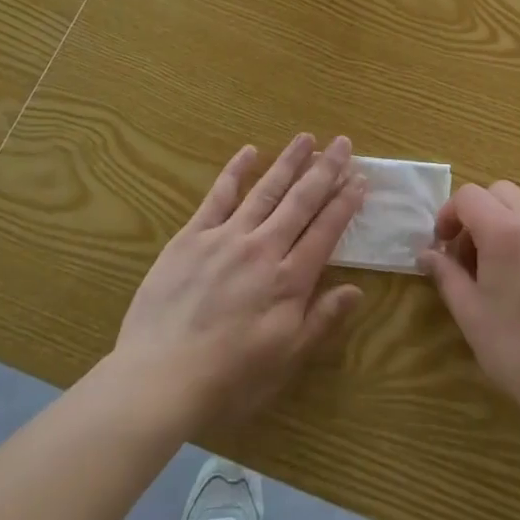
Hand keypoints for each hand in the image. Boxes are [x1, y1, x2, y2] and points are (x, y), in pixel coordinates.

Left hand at [113, 134, 366, 431]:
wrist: (159, 379)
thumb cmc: (229, 380)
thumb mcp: (286, 360)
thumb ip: (321, 320)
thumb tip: (356, 289)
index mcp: (290, 280)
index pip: (326, 230)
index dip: (345, 202)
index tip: (360, 178)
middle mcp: (263, 249)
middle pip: (301, 201)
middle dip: (325, 170)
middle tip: (342, 142)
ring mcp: (226, 237)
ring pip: (265, 190)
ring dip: (288, 162)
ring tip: (306, 138)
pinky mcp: (191, 237)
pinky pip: (218, 196)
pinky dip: (235, 171)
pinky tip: (249, 151)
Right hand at [419, 181, 519, 432]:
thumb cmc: (517, 350)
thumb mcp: (470, 313)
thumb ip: (446, 274)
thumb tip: (427, 255)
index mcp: (507, 232)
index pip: (469, 196)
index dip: (449, 214)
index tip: (443, 247)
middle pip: (501, 193)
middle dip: (479, 214)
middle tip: (470, 255)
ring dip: (507, 227)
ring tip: (502, 274)